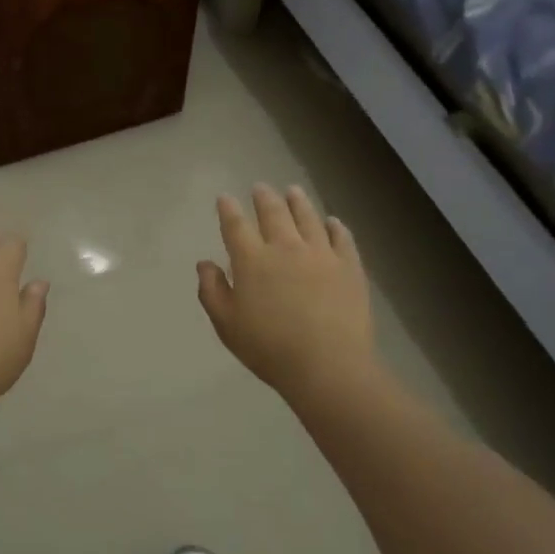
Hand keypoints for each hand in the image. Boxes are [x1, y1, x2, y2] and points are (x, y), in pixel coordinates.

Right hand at [196, 184, 376, 396]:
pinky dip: (335, 226)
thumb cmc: (270, 348)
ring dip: (298, 202)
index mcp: (252, 260)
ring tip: (293, 191)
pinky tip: (332, 222)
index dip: (228, 209)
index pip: (236, 225)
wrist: (328, 366)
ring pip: (308, 218)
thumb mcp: (227, 324)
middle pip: (274, 213)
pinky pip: (342, 238)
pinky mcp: (349, 267)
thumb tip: (205, 264)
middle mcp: (286, 247)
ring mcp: (321, 254)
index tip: (225, 198)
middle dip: (264, 197)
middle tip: (260, 187)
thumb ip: (212, 290)